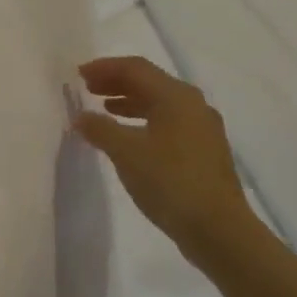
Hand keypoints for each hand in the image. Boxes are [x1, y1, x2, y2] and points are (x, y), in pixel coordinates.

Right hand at [74, 56, 259, 264]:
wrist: (218, 229)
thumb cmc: (170, 181)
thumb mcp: (126, 153)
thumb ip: (100, 129)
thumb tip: (80, 116)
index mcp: (176, 97)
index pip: (136, 68)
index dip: (105, 67)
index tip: (78, 74)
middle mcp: (193, 106)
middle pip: (150, 82)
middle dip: (116, 82)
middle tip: (87, 88)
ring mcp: (202, 129)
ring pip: (160, 104)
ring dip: (129, 102)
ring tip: (104, 109)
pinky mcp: (203, 151)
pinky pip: (168, 123)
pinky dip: (143, 122)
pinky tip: (129, 138)